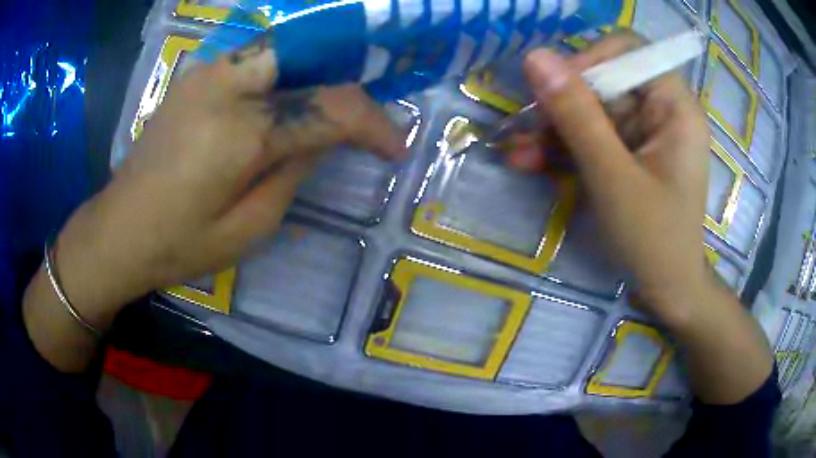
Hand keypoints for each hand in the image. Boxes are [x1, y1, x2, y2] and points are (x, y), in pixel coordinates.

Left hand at [54, 39, 407, 324]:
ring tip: (330, 106)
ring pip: (280, 50)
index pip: (331, 109)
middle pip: (308, 54)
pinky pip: (252, 62)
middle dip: (344, 79)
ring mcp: (205, 75)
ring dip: (314, 71)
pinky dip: (281, 74)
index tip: (395, 148)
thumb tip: (321, 138)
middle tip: (361, 113)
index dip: (374, 125)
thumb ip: (293, 173)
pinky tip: (283, 101)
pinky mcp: (194, 79)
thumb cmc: (178, 245)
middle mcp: (224, 87)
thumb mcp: (248, 228)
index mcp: (240, 133)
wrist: (118, 231)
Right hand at [513, 31, 709, 323]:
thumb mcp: (614, 178)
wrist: (667, 291)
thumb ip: (577, 115)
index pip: (629, 51)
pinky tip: (528, 161)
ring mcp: (643, 133)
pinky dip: (562, 148)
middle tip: (526, 125)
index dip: (590, 59)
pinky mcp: (628, 153)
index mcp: (675, 107)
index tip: (555, 88)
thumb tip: (535, 57)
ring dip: (553, 129)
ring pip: (591, 110)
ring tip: (517, 151)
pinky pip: (591, 137)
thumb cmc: (654, 240)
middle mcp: (661, 111)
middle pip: (605, 80)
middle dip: (563, 102)